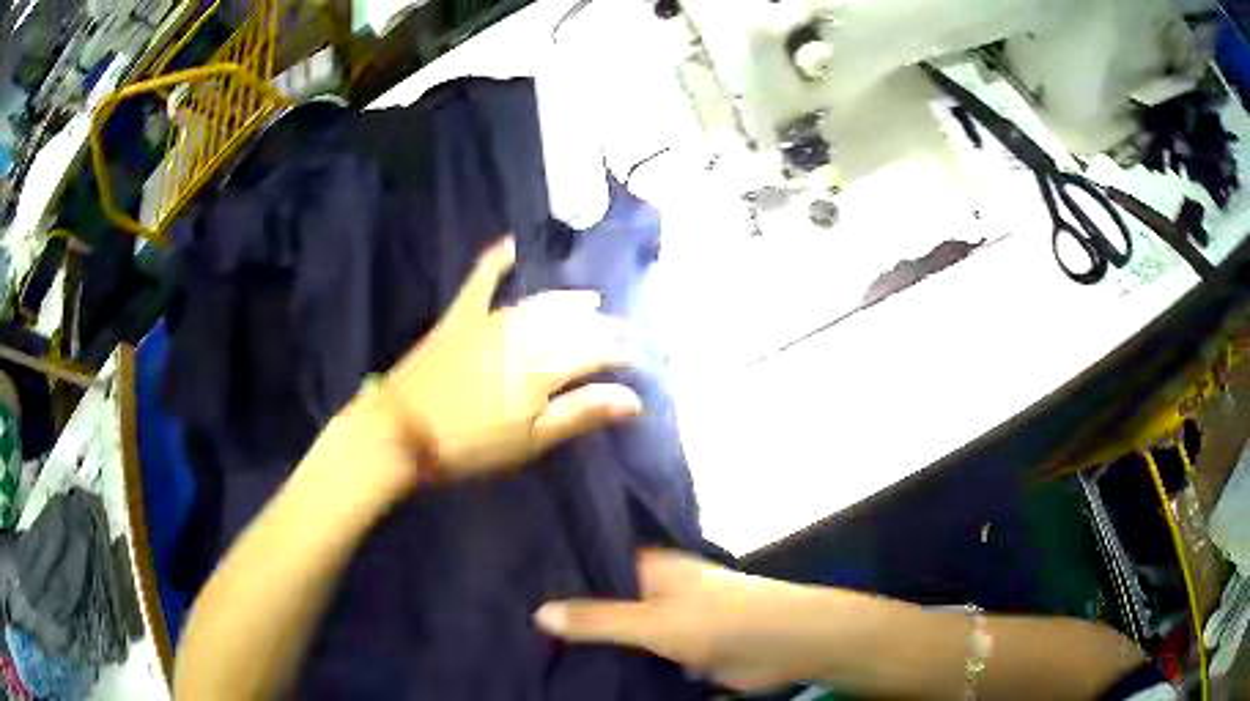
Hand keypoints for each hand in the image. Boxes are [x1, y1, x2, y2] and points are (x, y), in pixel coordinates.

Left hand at [379, 236, 641, 483]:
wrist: (401, 431)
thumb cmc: (471, 445)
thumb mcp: (531, 440)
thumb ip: (581, 412)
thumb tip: (634, 399)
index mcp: (544, 365)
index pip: (598, 350)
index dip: (622, 354)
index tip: (640, 360)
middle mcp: (524, 332)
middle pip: (574, 324)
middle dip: (604, 328)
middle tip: (624, 333)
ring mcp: (490, 319)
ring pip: (541, 302)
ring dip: (569, 301)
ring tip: (591, 301)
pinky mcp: (461, 316)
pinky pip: (481, 279)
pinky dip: (497, 260)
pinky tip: (512, 244)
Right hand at [534, 550, 851, 692]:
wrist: (785, 645)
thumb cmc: (720, 620)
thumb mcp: (652, 622)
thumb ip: (597, 620)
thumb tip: (539, 612)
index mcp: (651, 568)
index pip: (596, 563)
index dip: (561, 573)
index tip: (518, 584)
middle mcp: (659, 592)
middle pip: (607, 603)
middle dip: (574, 616)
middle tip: (517, 625)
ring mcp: (672, 624)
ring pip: (624, 633)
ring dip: (597, 644)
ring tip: (539, 653)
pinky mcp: (684, 653)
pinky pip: (644, 657)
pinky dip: (622, 664)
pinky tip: (585, 675)